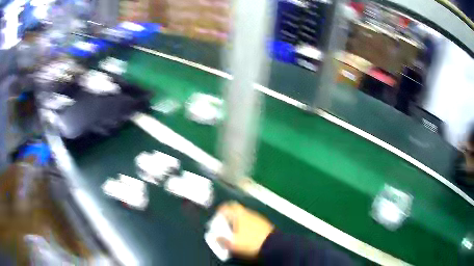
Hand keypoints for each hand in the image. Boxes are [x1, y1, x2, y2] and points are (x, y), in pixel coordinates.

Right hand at [216, 201, 273, 258]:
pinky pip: (251, 221)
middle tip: (224, 222)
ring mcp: (258, 217)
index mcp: (239, 215)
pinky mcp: (264, 223)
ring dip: (238, 220)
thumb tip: (216, 237)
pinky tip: (246, 233)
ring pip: (245, 215)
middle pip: (236, 210)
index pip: (228, 206)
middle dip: (229, 215)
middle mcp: (248, 213)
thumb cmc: (250, 243)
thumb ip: (223, 240)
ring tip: (234, 230)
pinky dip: (246, 225)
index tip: (217, 214)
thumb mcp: (233, 244)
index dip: (221, 209)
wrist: (273, 245)